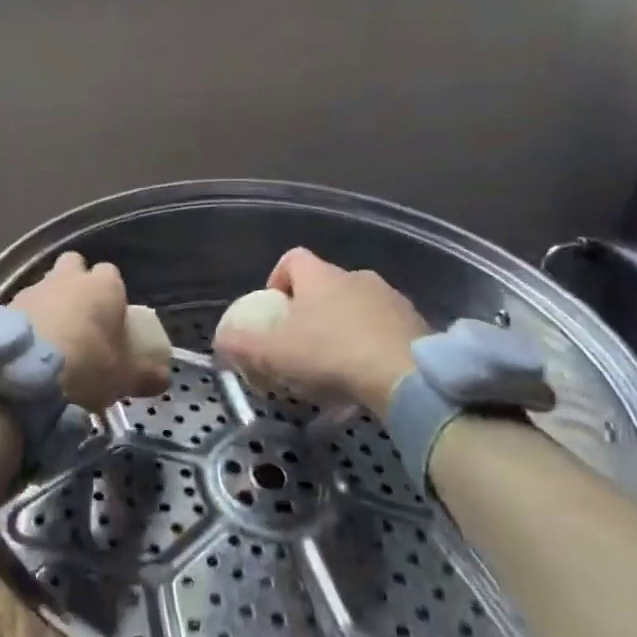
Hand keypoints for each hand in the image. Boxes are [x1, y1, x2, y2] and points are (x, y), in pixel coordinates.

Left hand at [11, 252, 168, 412]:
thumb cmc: (87, 368)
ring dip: (49, 303)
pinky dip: (26, 321)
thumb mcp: (125, 379)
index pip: (110, 274)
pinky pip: (21, 308)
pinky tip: (27, 348)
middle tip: (80, 317)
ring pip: (45, 285)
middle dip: (75, 282)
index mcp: (103, 286)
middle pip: (73, 265)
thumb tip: (163, 379)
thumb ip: (146, 375)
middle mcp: (67, 278)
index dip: (111, 294)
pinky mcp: (4, 306)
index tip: (111, 318)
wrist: (24, 375)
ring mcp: (33, 288)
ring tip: (51, 338)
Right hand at [214, 247, 428, 415]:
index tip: (274, 310)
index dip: (278, 280)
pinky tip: (369, 374)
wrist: (408, 377)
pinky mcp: (417, 324)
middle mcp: (356, 276)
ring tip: (337, 365)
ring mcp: (391, 298)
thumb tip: (219, 342)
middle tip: (302, 344)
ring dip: (345, 326)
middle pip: (326, 284)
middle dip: (312, 310)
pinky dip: (374, 343)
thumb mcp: (275, 354)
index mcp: (320, 276)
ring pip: (358, 305)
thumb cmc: (332, 355)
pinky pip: (386, 327)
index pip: (293, 259)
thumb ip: (241, 346)